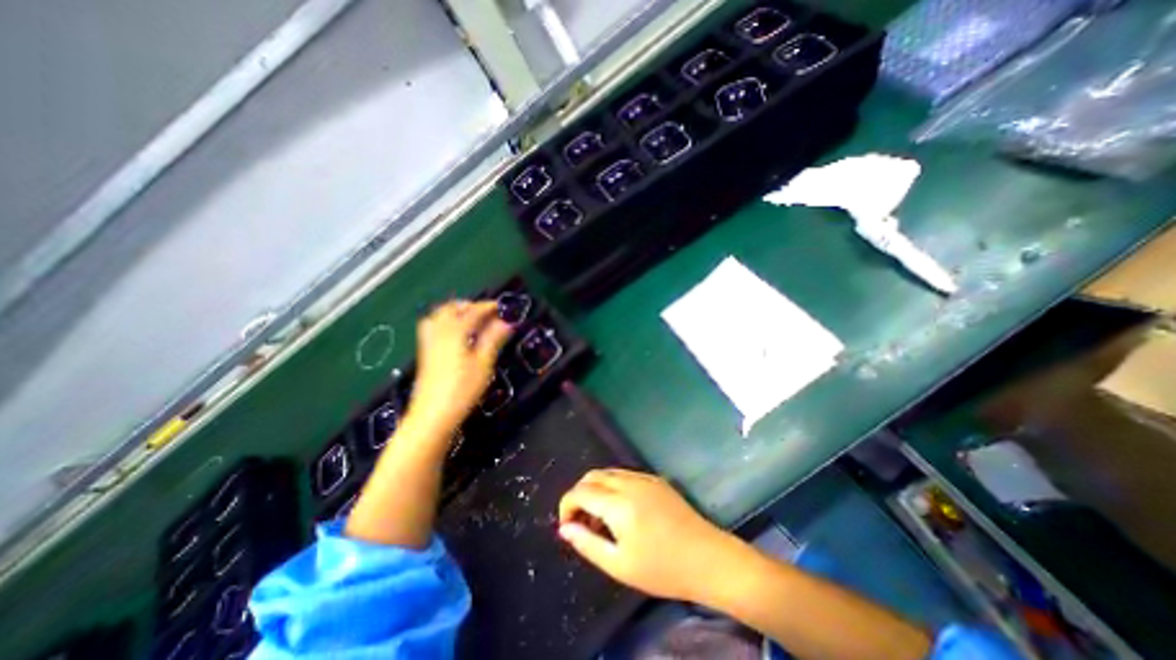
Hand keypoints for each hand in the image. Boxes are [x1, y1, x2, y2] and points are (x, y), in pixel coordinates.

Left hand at [411, 300, 509, 434]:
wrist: (432, 414)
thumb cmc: (462, 389)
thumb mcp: (484, 363)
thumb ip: (493, 339)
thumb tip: (507, 322)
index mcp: (455, 331)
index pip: (473, 311)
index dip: (489, 307)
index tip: (503, 307)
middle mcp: (439, 331)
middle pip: (451, 308)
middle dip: (470, 305)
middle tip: (487, 312)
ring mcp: (429, 342)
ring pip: (438, 315)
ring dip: (455, 311)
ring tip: (471, 319)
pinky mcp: (425, 352)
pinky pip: (432, 326)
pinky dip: (444, 322)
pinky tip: (455, 334)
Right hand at [557, 468, 736, 602]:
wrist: (707, 558)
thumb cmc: (662, 569)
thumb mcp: (619, 565)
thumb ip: (587, 543)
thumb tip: (564, 529)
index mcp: (619, 503)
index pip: (580, 492)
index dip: (567, 506)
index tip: (567, 526)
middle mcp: (629, 482)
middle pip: (592, 476)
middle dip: (579, 494)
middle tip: (580, 522)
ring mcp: (644, 477)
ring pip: (608, 473)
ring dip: (596, 489)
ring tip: (599, 519)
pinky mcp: (655, 479)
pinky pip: (625, 475)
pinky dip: (612, 486)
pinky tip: (620, 510)